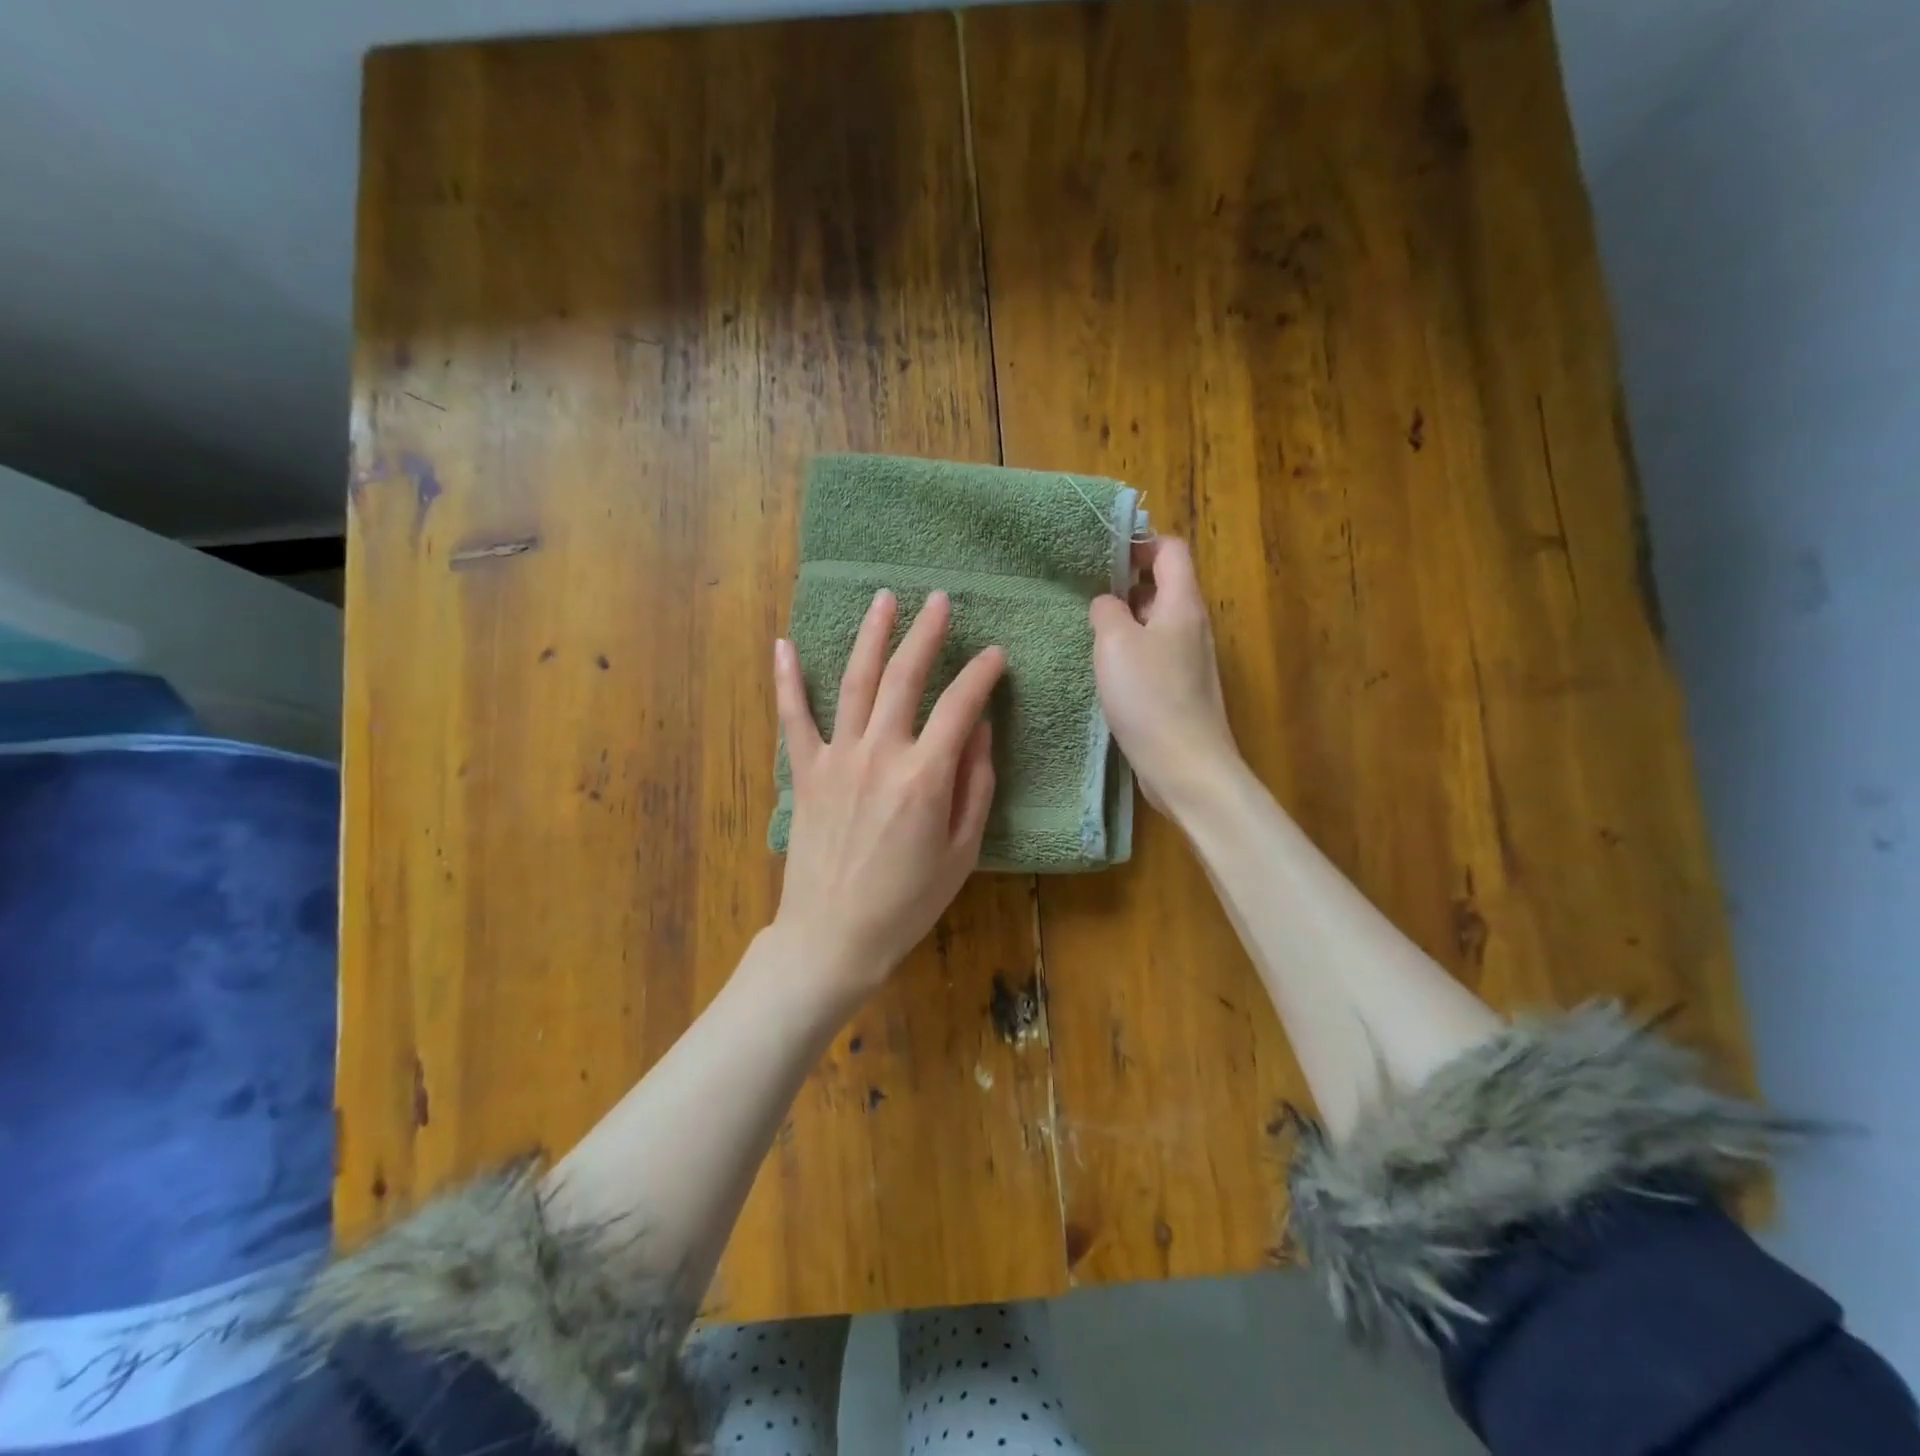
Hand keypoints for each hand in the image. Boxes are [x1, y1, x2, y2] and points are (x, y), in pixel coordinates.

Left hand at [772, 589, 1004, 995]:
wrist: (834, 936)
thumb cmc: (907, 902)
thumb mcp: (962, 851)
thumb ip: (975, 785)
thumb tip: (979, 730)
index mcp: (925, 777)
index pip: (960, 705)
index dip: (981, 674)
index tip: (995, 655)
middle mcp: (880, 754)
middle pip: (905, 677)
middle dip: (926, 633)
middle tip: (939, 600)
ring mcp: (837, 758)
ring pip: (855, 682)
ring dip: (871, 637)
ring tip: (884, 600)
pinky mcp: (805, 772)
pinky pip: (793, 717)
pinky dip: (786, 679)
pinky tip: (783, 644)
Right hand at [1089, 537, 1239, 812]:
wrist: (1184, 765)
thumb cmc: (1149, 697)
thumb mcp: (1115, 643)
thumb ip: (1107, 610)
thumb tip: (1107, 603)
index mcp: (1183, 604)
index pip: (1170, 550)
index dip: (1139, 543)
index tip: (1102, 556)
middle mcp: (1192, 626)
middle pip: (1164, 585)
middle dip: (1126, 583)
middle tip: (1086, 593)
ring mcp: (1189, 660)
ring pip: (1156, 623)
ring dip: (1125, 621)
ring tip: (1089, 630)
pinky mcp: (1180, 690)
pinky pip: (1154, 654)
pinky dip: (1131, 652)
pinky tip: (1105, 671)